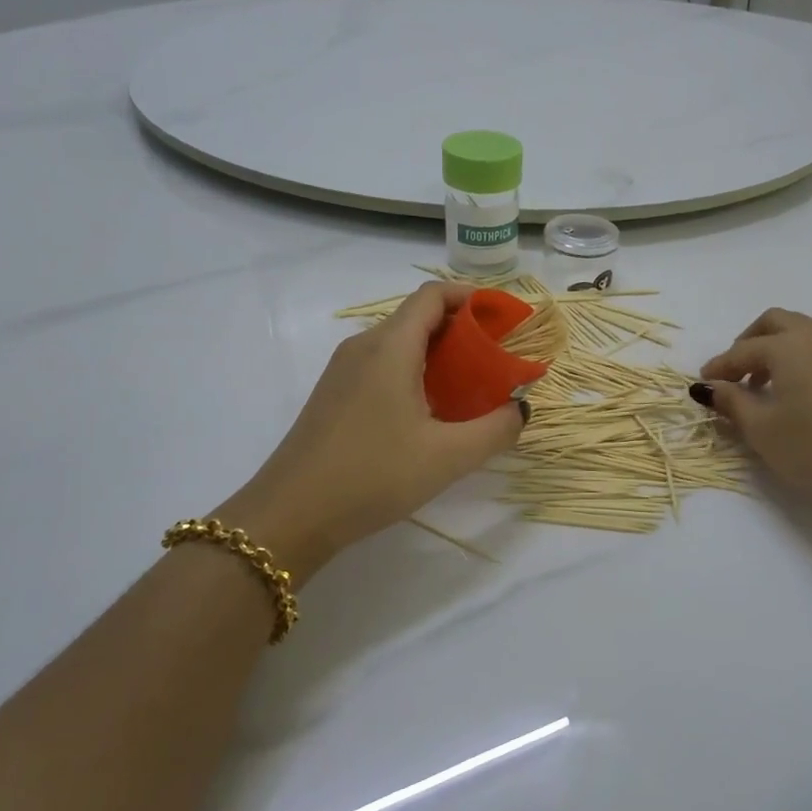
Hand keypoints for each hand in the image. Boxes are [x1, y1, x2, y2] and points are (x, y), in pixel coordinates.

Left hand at [218, 283, 527, 576]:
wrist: (291, 515)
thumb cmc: (373, 475)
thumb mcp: (449, 457)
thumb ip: (496, 428)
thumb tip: (520, 408)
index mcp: (390, 346)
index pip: (434, 296)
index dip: (473, 298)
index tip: (506, 321)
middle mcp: (363, 347)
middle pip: (418, 317)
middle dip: (463, 331)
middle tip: (498, 360)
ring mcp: (343, 371)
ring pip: (400, 344)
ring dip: (440, 356)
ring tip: (472, 388)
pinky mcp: (335, 396)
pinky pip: (383, 367)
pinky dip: (416, 374)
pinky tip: (432, 412)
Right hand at [696, 309, 811, 568]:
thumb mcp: (762, 430)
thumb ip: (731, 403)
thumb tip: (709, 387)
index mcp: (788, 346)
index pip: (742, 350)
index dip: (719, 366)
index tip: (703, 384)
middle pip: (775, 323)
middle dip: (748, 343)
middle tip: (735, 374)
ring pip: (803, 333)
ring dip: (777, 350)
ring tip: (766, 386)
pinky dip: (802, 359)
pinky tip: (799, 393)